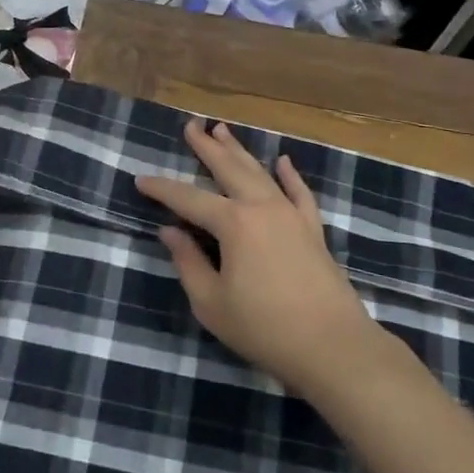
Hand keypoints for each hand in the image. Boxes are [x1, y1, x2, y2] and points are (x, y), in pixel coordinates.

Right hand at [136, 120, 373, 398]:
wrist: (333, 346)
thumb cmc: (264, 328)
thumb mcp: (212, 303)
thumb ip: (188, 263)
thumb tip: (170, 231)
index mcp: (233, 223)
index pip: (188, 198)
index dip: (162, 189)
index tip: (140, 179)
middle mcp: (261, 207)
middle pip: (228, 169)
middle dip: (206, 147)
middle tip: (191, 125)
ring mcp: (291, 215)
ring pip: (259, 173)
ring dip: (239, 151)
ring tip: (223, 130)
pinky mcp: (312, 229)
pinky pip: (299, 193)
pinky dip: (290, 175)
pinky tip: (283, 161)